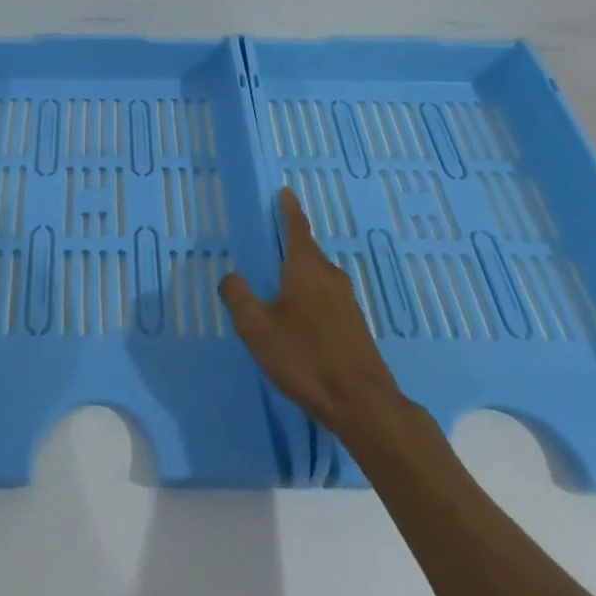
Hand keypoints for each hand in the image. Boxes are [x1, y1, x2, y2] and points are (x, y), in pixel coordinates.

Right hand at [219, 188, 401, 432]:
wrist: (363, 403)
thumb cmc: (305, 356)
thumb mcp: (257, 327)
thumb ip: (239, 297)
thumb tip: (232, 276)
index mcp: (307, 267)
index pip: (297, 227)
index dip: (289, 209)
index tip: (286, 192)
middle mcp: (330, 276)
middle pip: (308, 252)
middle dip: (291, 246)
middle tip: (271, 244)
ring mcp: (347, 302)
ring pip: (319, 278)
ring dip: (301, 276)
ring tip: (281, 286)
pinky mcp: (356, 327)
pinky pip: (328, 299)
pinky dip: (312, 298)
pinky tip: (301, 321)